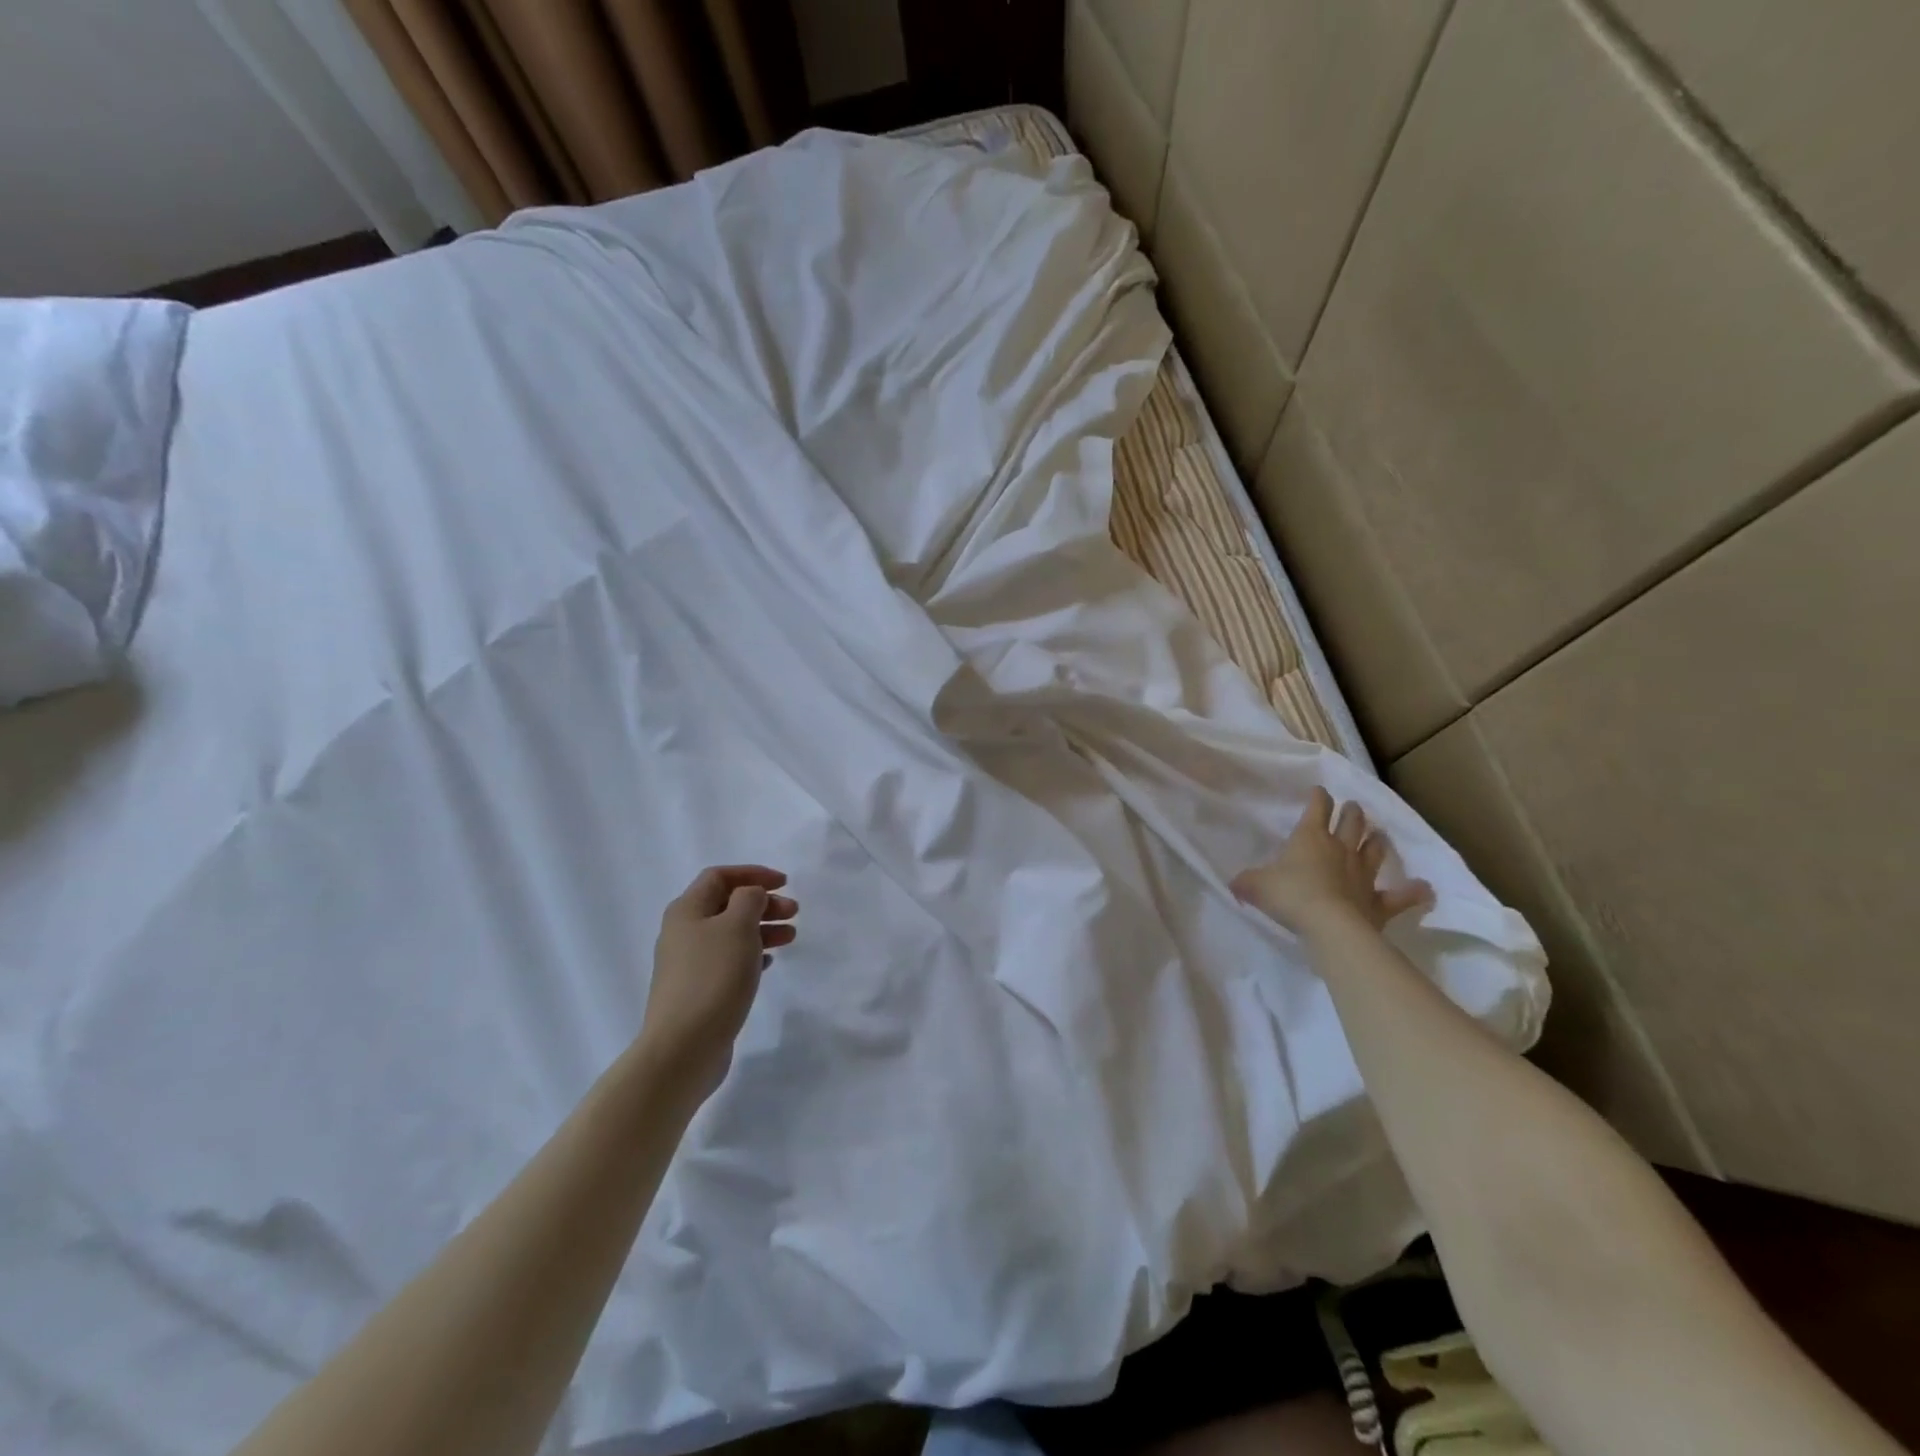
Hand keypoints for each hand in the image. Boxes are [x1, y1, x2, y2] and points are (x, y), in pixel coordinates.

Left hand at [640, 865, 797, 1099]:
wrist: (683, 1047)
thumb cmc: (713, 977)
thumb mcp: (738, 927)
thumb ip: (749, 899)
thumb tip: (750, 895)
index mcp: (687, 910)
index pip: (720, 876)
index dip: (752, 873)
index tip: (784, 883)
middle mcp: (683, 932)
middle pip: (727, 904)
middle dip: (762, 903)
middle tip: (794, 912)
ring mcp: (688, 964)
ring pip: (730, 933)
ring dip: (762, 929)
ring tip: (791, 937)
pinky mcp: (698, 990)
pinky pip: (728, 960)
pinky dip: (751, 954)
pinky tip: (769, 963)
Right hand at [1232, 787, 1431, 937]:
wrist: (1328, 925)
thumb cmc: (1289, 896)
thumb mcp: (1255, 886)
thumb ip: (1246, 882)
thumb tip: (1235, 884)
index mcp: (1310, 838)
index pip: (1317, 808)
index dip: (1318, 798)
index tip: (1319, 792)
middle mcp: (1340, 849)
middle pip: (1352, 823)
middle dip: (1352, 812)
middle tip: (1354, 808)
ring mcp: (1363, 874)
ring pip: (1374, 850)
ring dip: (1377, 841)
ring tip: (1380, 834)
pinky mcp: (1379, 901)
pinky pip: (1400, 896)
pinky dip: (1413, 892)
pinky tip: (1425, 889)